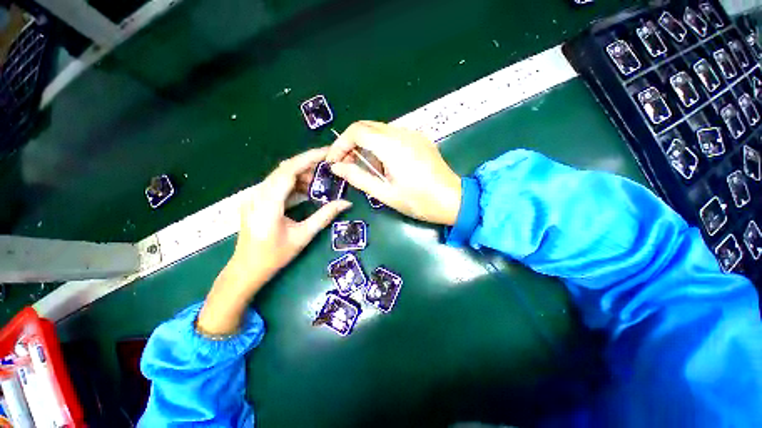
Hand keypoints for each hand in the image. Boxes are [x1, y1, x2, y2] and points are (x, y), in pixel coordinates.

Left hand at [198, 148, 351, 334]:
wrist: (247, 269)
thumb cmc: (275, 256)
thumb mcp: (303, 236)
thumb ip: (325, 216)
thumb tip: (346, 203)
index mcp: (268, 203)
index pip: (288, 170)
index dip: (309, 158)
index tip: (327, 153)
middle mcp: (257, 194)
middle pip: (284, 169)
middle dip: (308, 165)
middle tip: (328, 167)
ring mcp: (254, 196)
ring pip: (280, 175)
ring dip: (301, 174)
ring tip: (320, 180)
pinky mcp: (256, 200)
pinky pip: (276, 184)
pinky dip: (293, 183)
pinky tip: (306, 189)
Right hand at [327, 121, 461, 224]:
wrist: (453, 200)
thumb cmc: (419, 201)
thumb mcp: (385, 193)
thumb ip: (359, 178)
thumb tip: (336, 167)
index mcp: (393, 146)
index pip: (357, 131)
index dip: (341, 144)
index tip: (334, 161)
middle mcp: (402, 133)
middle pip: (367, 127)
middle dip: (351, 143)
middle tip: (345, 164)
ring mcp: (413, 134)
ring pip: (379, 131)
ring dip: (365, 146)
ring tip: (363, 168)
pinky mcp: (419, 139)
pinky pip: (392, 136)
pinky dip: (380, 147)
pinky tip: (382, 165)